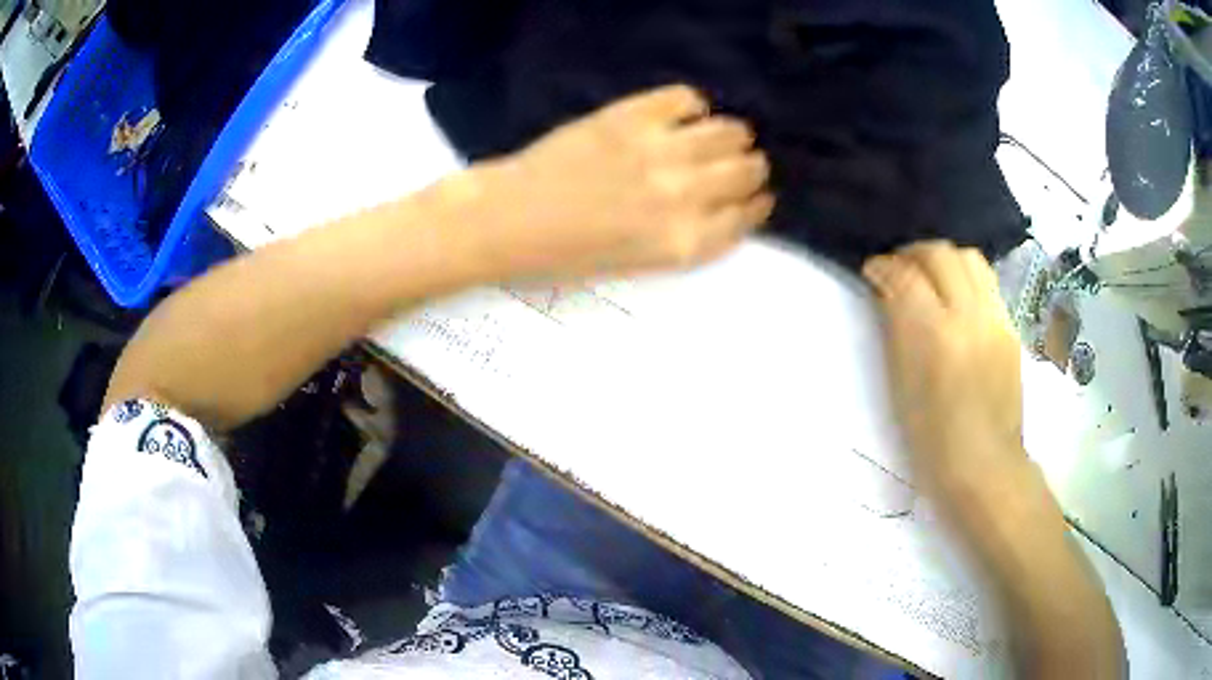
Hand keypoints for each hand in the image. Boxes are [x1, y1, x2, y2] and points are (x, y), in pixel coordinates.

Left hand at [466, 84, 773, 280]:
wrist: (511, 219)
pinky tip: (679, 117)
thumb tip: (723, 203)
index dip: (755, 203)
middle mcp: (685, 195)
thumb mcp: (643, 264)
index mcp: (686, 241)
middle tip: (733, 165)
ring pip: (730, 131)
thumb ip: (691, 234)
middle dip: (749, 169)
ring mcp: (660, 150)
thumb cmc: (569, 254)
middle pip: (749, 169)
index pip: (748, 215)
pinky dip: (691, 106)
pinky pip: (687, 97)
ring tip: (713, 138)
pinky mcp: (632, 115)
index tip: (752, 196)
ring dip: (730, 136)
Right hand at [862, 241, 1024, 496]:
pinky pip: (987, 281)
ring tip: (929, 275)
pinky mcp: (1010, 326)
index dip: (883, 266)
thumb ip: (897, 331)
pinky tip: (957, 297)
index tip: (872, 270)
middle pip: (939, 254)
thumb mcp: (901, 386)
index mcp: (934, 337)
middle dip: (912, 253)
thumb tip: (889, 294)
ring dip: (943, 258)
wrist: (985, 465)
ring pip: (969, 257)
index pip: (905, 276)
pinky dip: (966, 277)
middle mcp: (969, 316)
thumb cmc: (932, 440)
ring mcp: (995, 318)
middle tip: (898, 269)